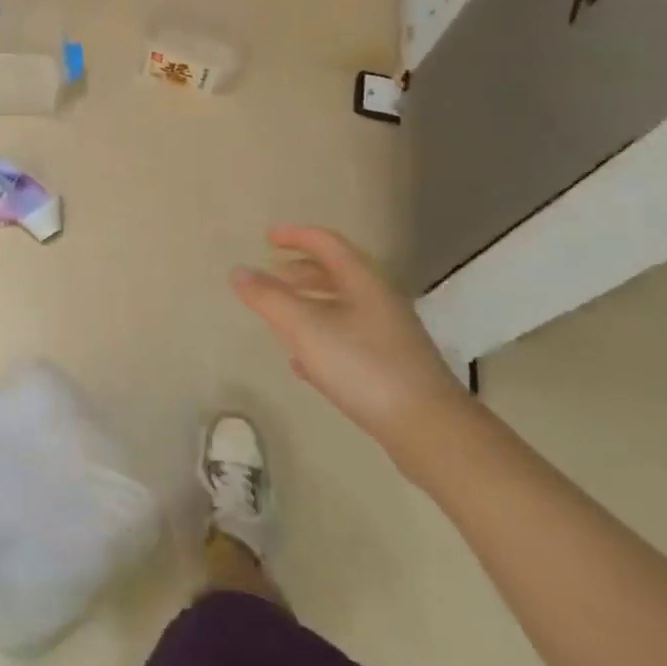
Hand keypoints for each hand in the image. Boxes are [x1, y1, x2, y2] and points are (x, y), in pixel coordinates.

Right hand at [231, 225, 473, 458]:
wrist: (428, 429)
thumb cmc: (363, 366)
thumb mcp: (305, 328)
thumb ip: (269, 298)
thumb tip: (238, 271)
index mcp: (363, 283)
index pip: (327, 244)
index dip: (296, 236)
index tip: (268, 237)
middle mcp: (379, 302)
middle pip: (337, 274)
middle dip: (301, 271)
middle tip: (272, 275)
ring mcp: (389, 336)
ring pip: (342, 308)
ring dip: (309, 305)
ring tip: (281, 316)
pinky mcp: (390, 368)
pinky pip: (348, 340)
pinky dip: (321, 338)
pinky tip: (303, 363)